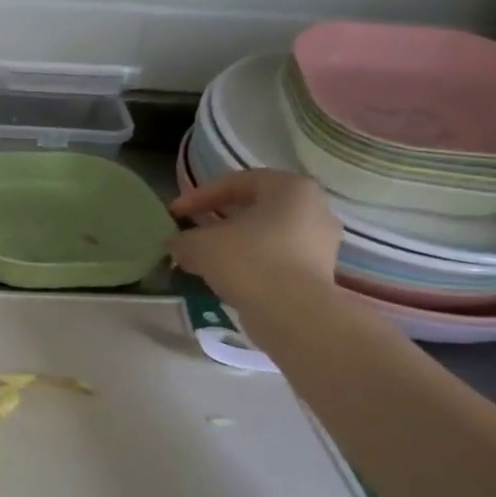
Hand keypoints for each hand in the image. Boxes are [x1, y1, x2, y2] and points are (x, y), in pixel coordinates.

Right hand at [169, 169, 341, 311]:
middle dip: (218, 219)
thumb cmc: (249, 261)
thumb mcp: (200, 245)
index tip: (174, 213)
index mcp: (290, 187)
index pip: (236, 182)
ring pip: (265, 234)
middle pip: (254, 208)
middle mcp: (313, 207)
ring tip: (203, 258)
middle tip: (191, 232)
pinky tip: (226, 276)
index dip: (198, 196)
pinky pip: (276, 257)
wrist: (294, 314)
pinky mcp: (318, 272)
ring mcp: (320, 242)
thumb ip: (183, 239)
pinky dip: (249, 262)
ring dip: (233, 243)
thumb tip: (176, 244)